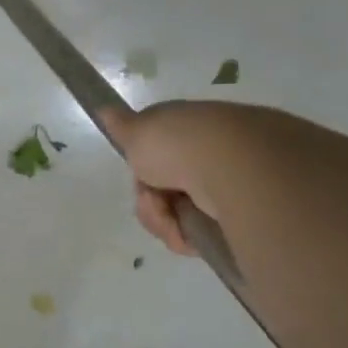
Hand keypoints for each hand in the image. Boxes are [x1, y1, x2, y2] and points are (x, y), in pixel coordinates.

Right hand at [99, 99, 269, 256]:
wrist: (233, 169)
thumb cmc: (181, 144)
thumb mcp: (139, 130)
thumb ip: (122, 125)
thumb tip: (105, 110)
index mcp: (194, 129)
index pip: (160, 154)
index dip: (143, 169)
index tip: (140, 173)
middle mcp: (215, 154)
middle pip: (166, 188)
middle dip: (150, 201)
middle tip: (152, 201)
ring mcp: (231, 185)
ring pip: (180, 212)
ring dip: (164, 221)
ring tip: (171, 221)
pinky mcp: (242, 217)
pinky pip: (201, 233)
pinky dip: (186, 237)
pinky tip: (187, 236)